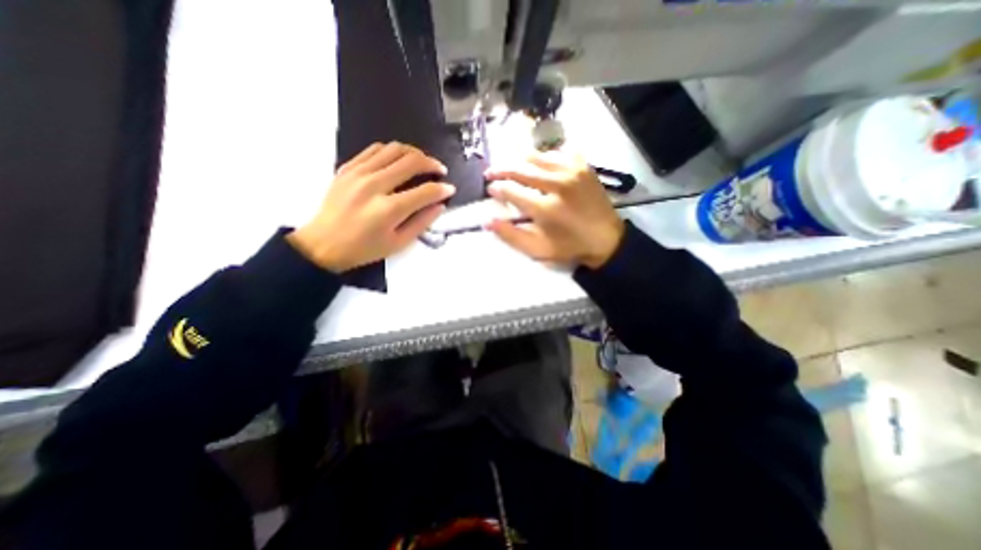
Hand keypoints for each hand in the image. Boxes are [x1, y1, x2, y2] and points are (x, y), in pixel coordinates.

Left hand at [284, 143, 450, 271]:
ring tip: (421, 162)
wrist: (323, 244)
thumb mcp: (398, 243)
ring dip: (414, 152)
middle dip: (432, 163)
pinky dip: (392, 151)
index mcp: (389, 209)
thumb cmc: (364, 249)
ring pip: (394, 149)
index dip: (442, 189)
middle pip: (411, 161)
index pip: (425, 191)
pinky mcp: (347, 168)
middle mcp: (374, 185)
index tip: (450, 189)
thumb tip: (439, 205)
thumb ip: (422, 222)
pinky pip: (374, 149)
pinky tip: (398, 159)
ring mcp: (358, 173)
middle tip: (440, 170)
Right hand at [484, 150, 627, 267]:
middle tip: (490, 172)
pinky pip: (560, 152)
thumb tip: (488, 221)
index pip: (512, 191)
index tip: (490, 189)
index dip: (497, 189)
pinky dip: (546, 155)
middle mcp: (557, 184)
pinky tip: (540, 162)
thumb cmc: (569, 247)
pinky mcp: (583, 167)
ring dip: (520, 159)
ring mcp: (572, 172)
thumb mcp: (538, 250)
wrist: (607, 240)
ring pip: (538, 156)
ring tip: (510, 163)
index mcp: (545, 208)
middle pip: (522, 169)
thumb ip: (511, 236)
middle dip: (502, 169)